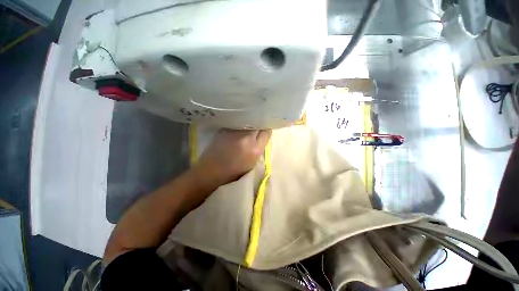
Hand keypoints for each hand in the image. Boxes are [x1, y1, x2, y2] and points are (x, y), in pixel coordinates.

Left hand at [193, 129, 271, 189]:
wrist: (211, 170)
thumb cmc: (234, 171)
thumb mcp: (252, 162)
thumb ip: (260, 147)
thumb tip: (264, 133)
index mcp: (255, 149)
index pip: (266, 132)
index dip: (267, 128)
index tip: (265, 128)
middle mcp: (245, 138)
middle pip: (257, 124)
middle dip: (259, 124)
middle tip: (258, 126)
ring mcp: (234, 132)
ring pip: (248, 121)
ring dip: (250, 122)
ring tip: (249, 126)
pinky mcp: (225, 129)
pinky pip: (238, 122)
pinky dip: (241, 123)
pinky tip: (239, 127)